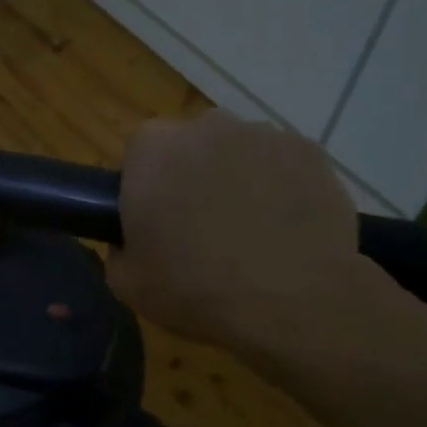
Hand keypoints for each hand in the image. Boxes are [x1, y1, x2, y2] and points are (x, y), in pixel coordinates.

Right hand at [107, 112, 388, 352]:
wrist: (294, 300)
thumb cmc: (197, 290)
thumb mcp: (127, 284)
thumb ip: (118, 249)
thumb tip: (132, 239)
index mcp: (153, 150)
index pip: (139, 154)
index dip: (146, 187)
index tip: (157, 222)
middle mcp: (206, 126)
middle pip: (191, 146)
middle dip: (192, 176)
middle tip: (201, 229)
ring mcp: (263, 133)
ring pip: (238, 152)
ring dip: (238, 180)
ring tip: (251, 232)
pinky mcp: (308, 150)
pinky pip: (282, 164)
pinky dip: (280, 187)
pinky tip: (286, 228)